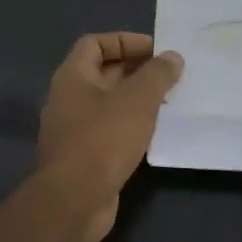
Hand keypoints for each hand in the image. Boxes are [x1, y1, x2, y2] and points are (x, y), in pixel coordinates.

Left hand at [38, 32, 183, 241]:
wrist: (74, 201)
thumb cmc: (102, 140)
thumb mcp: (137, 100)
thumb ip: (157, 75)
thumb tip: (172, 57)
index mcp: (72, 76)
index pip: (95, 43)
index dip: (125, 41)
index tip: (156, 50)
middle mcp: (68, 98)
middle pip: (103, 72)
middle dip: (136, 70)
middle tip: (171, 75)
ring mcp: (74, 129)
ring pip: (109, 103)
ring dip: (137, 99)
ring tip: (170, 101)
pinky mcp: (84, 155)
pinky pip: (110, 130)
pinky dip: (132, 125)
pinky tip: (157, 132)